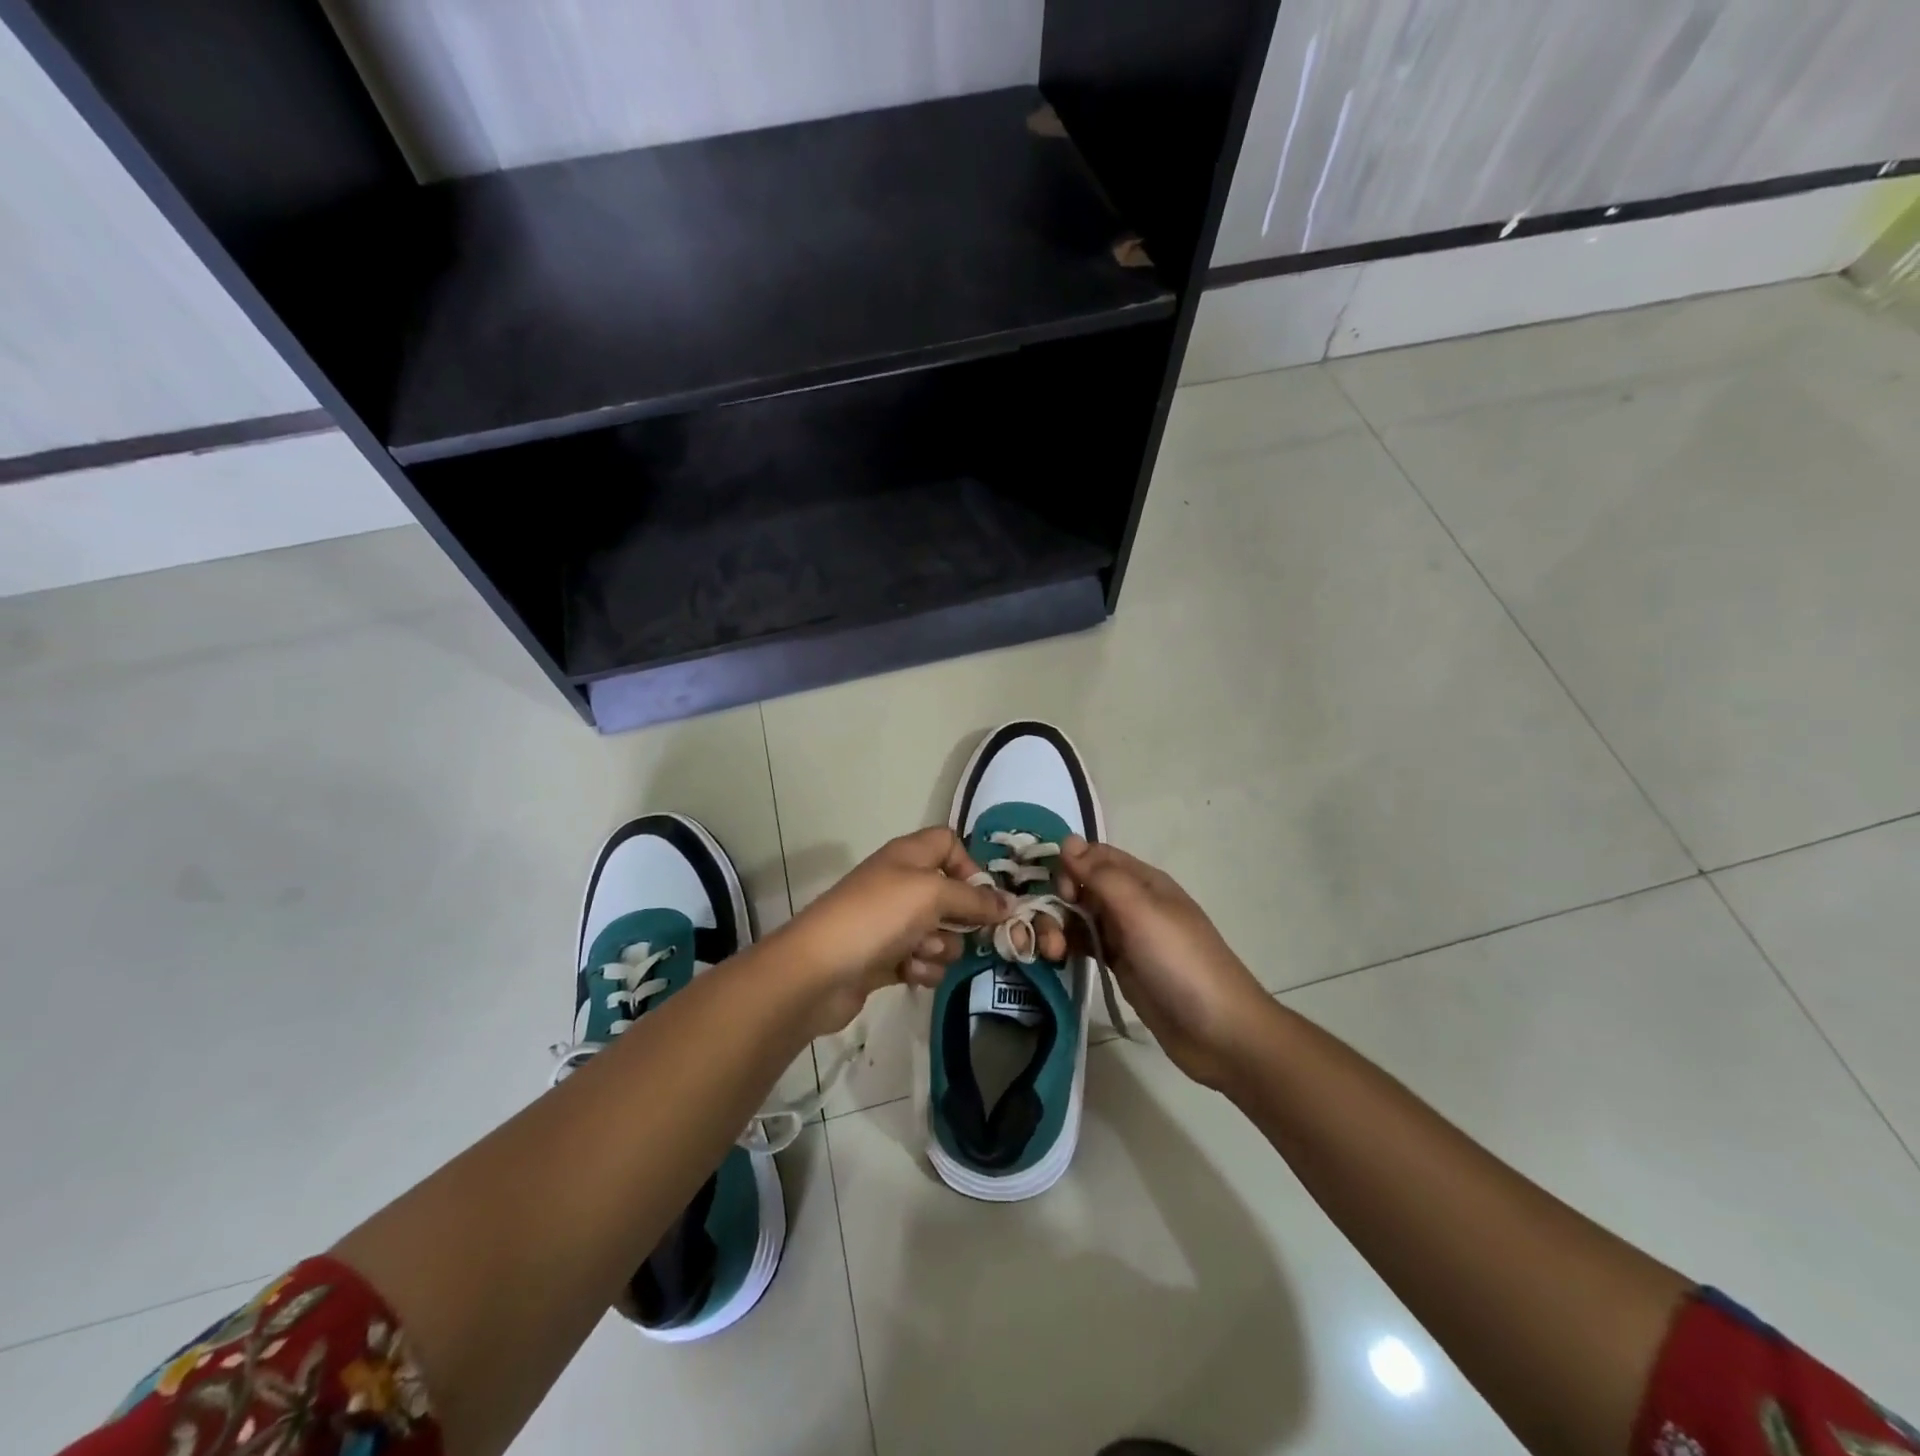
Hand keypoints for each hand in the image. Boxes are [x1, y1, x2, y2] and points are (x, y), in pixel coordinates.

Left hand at [769, 827, 1006, 1037]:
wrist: (819, 971)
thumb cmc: (877, 917)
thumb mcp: (931, 894)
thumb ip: (974, 898)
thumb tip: (1008, 903)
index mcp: (908, 855)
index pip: (949, 843)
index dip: (970, 865)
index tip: (985, 895)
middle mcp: (901, 884)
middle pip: (951, 894)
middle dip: (963, 918)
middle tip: (971, 934)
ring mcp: (892, 923)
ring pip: (941, 933)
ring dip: (940, 947)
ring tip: (920, 953)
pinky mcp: (886, 958)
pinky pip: (922, 960)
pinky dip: (921, 968)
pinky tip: (909, 974)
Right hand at [1056, 837, 1272, 1087]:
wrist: (1219, 1032)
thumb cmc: (1180, 962)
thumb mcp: (1140, 911)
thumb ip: (1101, 875)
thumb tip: (1067, 839)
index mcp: (1142, 881)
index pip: (1094, 856)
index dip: (1070, 867)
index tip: (1059, 892)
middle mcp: (1132, 902)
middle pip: (1081, 886)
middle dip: (1057, 901)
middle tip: (1049, 933)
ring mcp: (1125, 935)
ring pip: (1079, 916)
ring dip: (1057, 927)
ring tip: (1051, 954)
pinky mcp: (1120, 965)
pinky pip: (1084, 944)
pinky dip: (1067, 946)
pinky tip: (1055, 960)